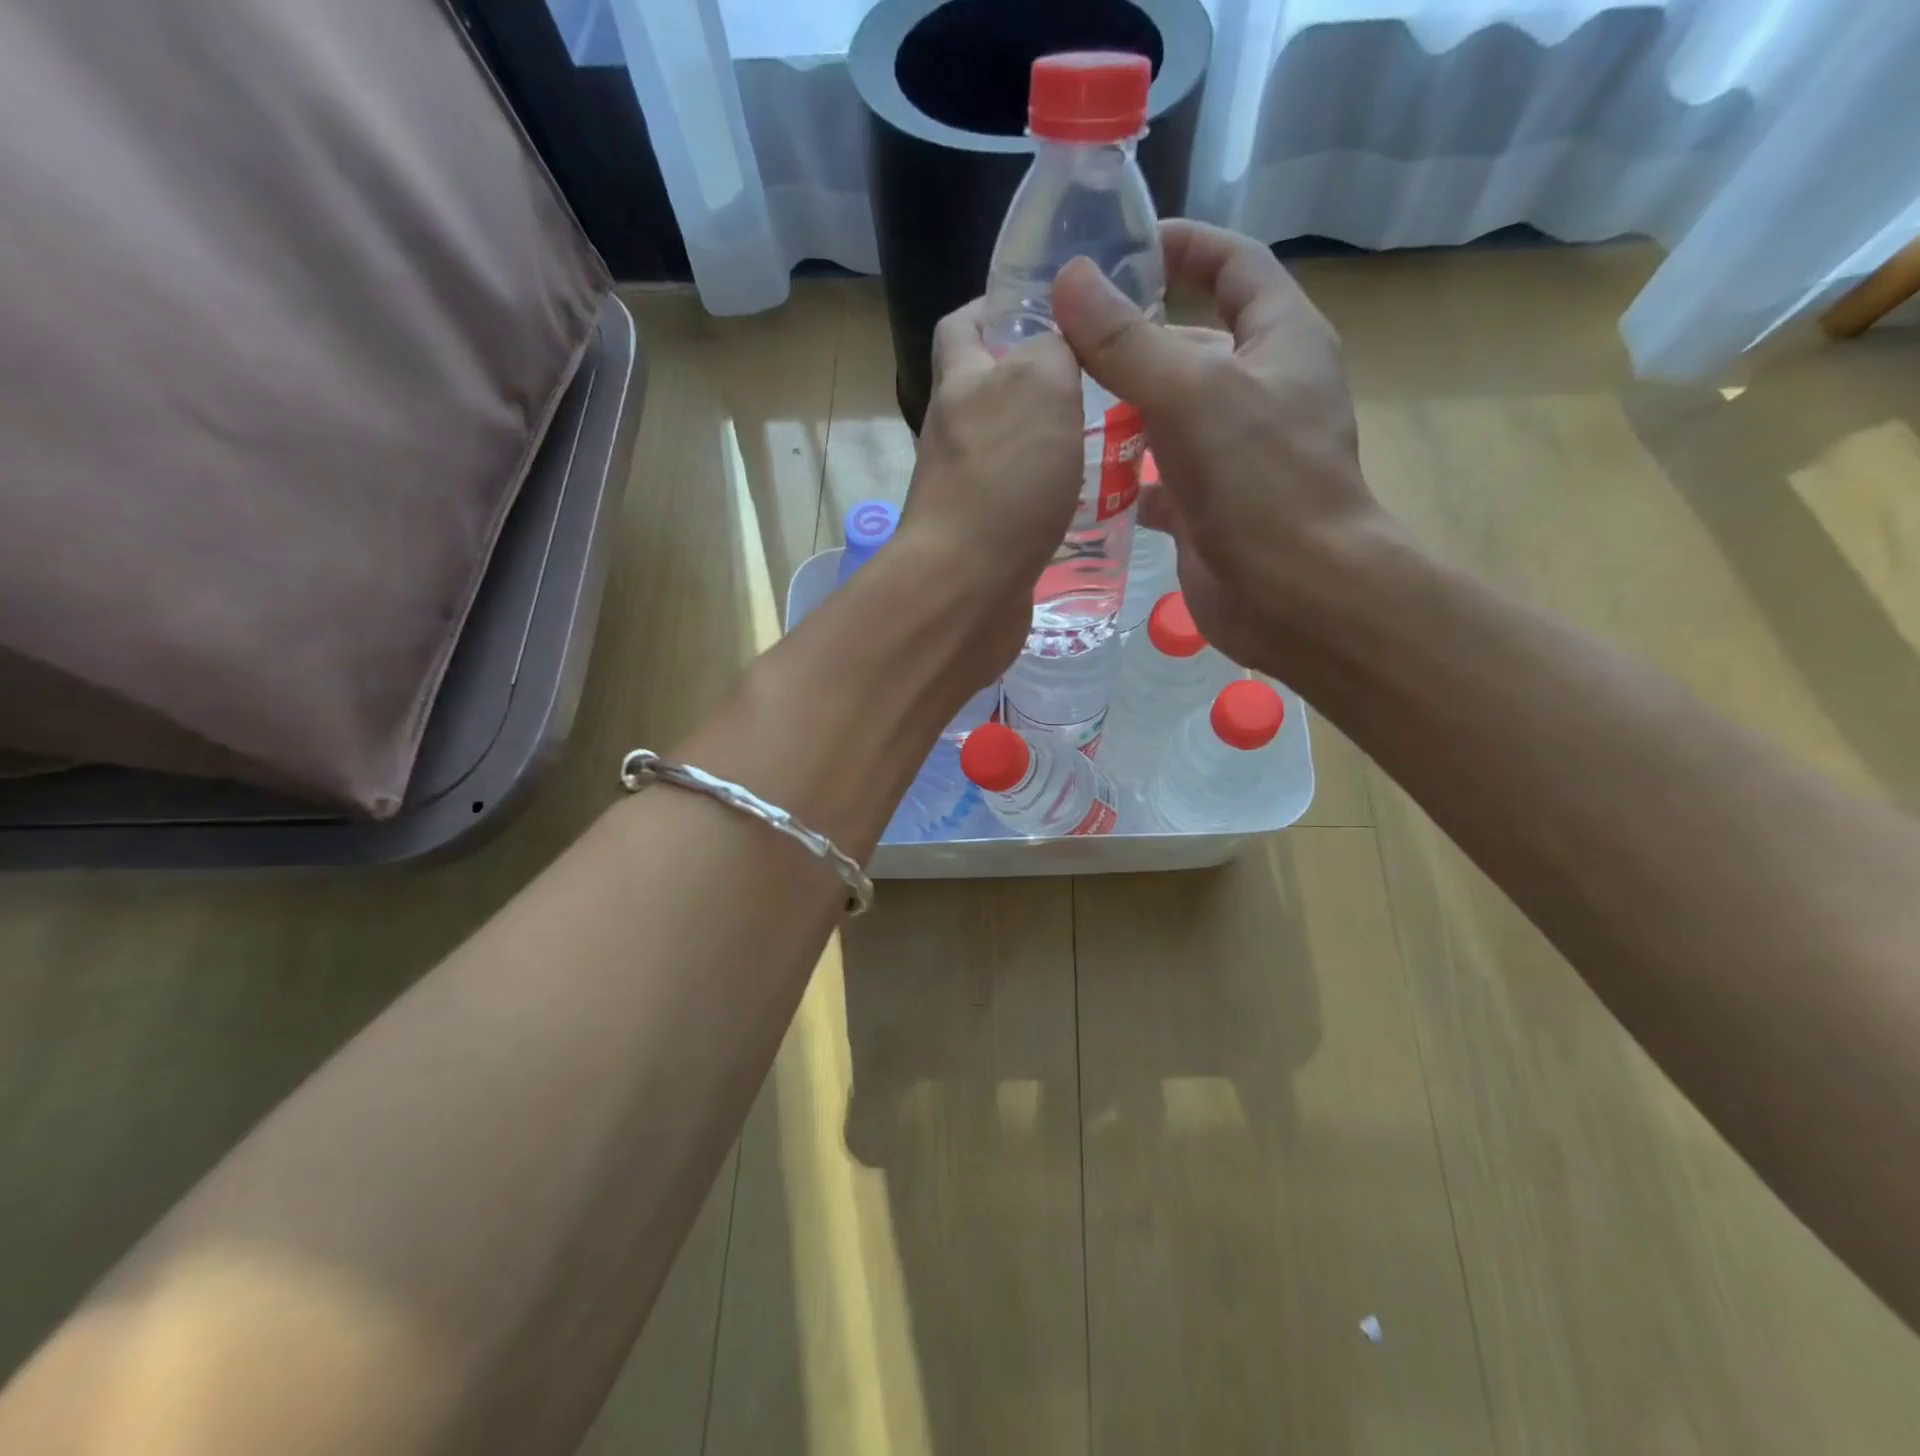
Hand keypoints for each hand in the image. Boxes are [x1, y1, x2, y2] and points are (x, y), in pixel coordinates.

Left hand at [895, 299, 1083, 682]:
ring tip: (1110, 436)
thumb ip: (1052, 349)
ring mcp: (967, 489)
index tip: (1053, 305)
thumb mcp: (1039, 386)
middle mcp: (956, 434)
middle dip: (1040, 379)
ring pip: (1012, 450)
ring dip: (1052, 441)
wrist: (967, 588)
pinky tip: (1091, 498)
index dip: (999, 305)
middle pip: (992, 391)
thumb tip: (1058, 339)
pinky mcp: (986, 537)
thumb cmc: (1002, 480)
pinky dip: (1051, 495)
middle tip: (1101, 378)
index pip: (965, 325)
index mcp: (961, 384)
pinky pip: (1021, 501)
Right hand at [1051, 219, 1389, 674]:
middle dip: (1130, 338)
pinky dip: (1124, 475)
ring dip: (1120, 409)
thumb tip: (1069, 279)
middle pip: (1189, 344)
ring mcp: (1233, 452)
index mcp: (1280, 340)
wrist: (1295, 595)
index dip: (1184, 245)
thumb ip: (1127, 342)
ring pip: (1168, 414)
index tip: (1123, 245)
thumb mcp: (1192, 395)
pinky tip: (1080, 476)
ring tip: (1056, 403)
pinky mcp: (1208, 506)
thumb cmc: (1261, 482)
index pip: (1234, 265)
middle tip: (1058, 339)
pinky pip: (1158, 476)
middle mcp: (1260, 389)